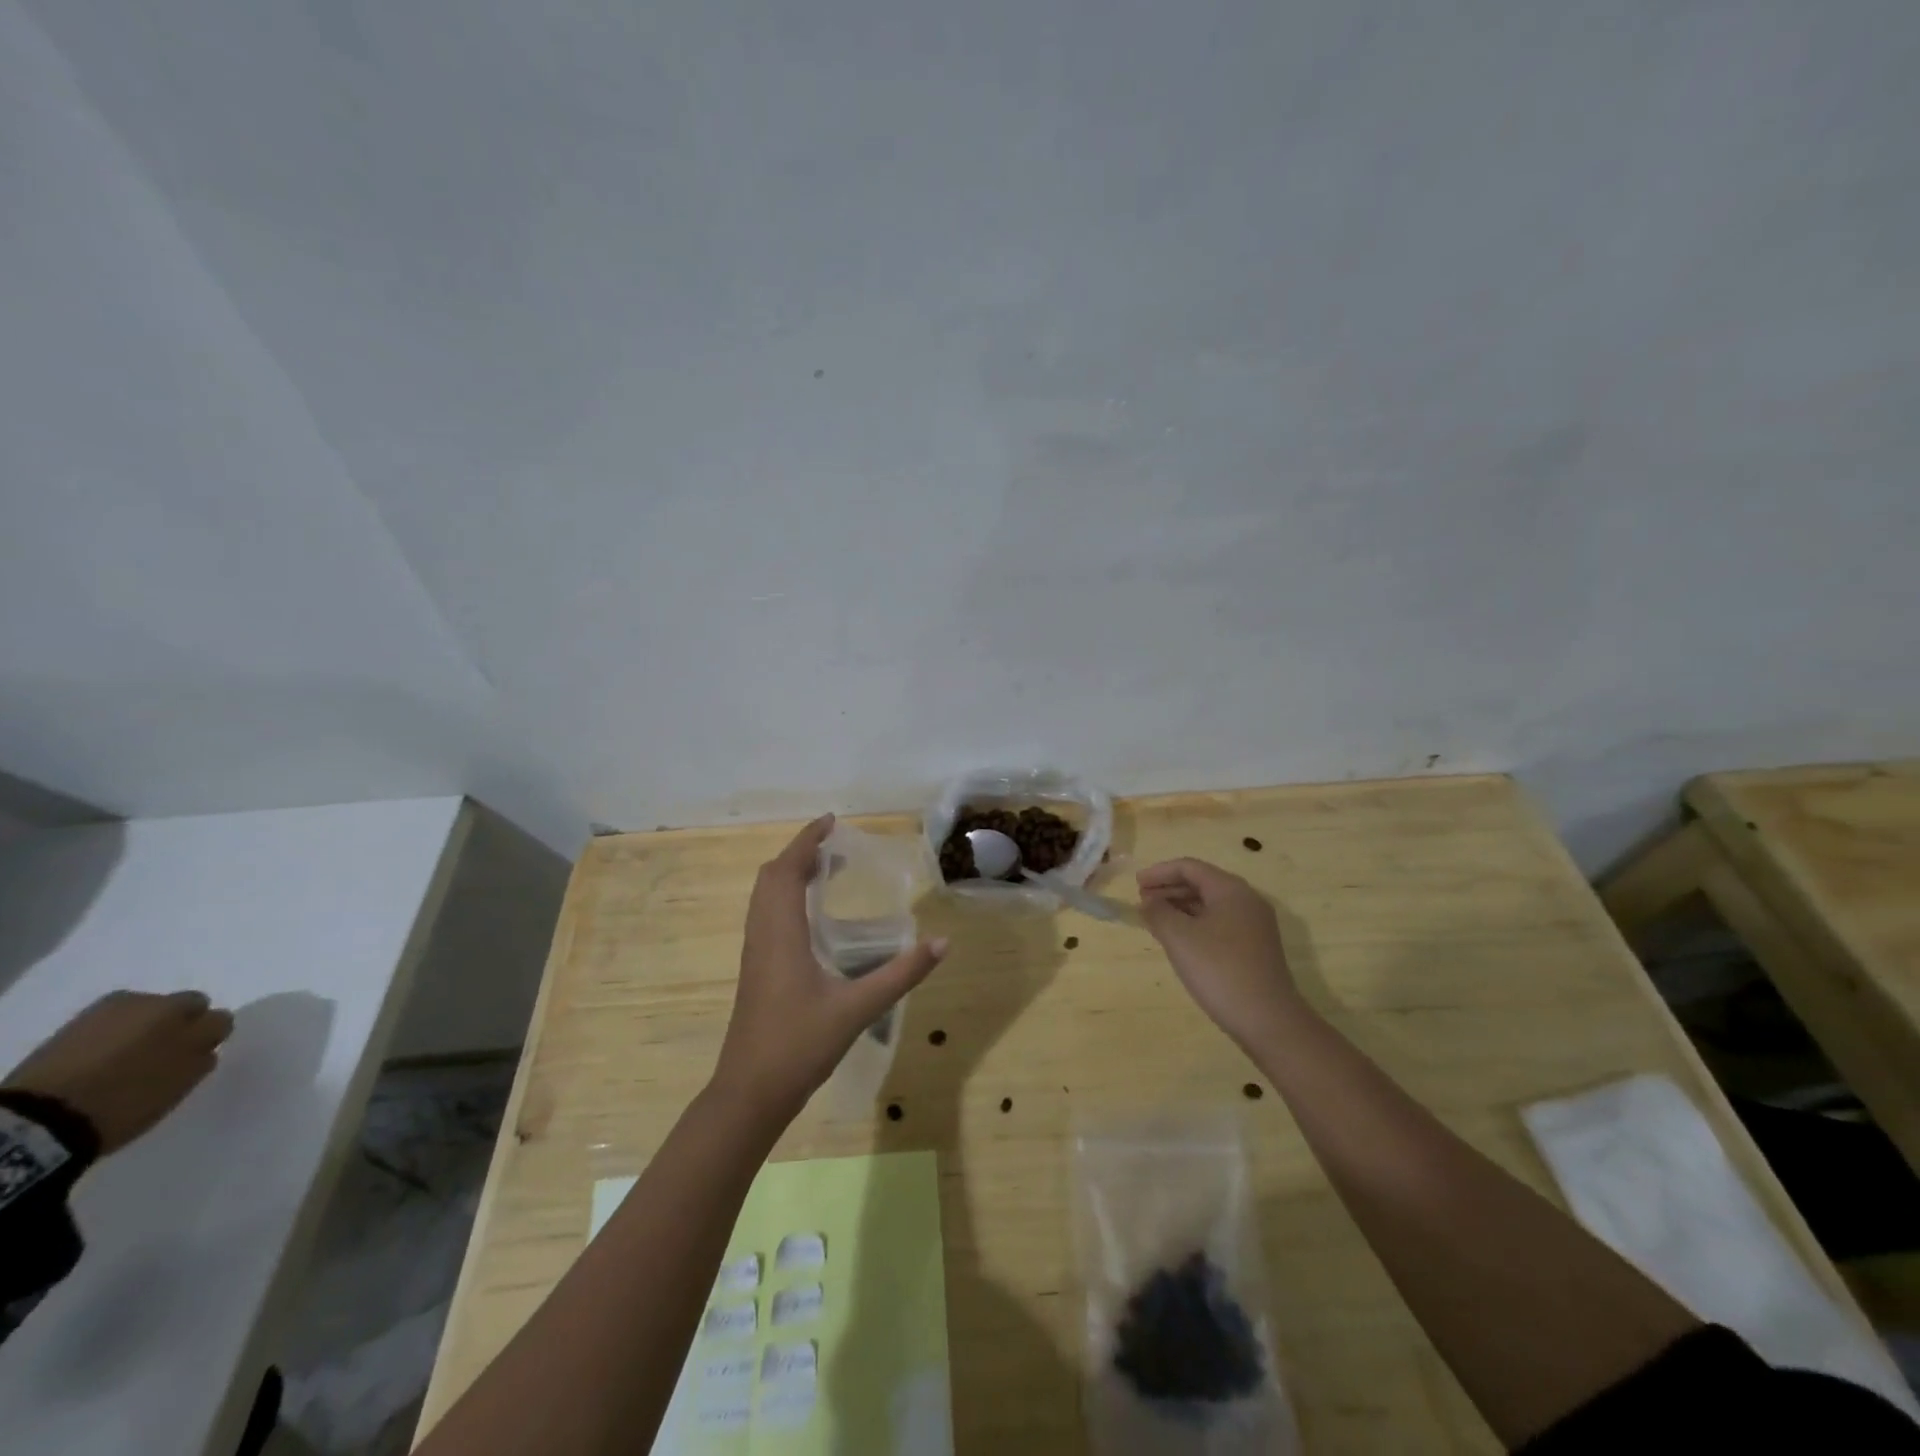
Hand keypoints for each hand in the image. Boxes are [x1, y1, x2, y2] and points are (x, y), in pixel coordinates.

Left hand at [3, 990, 235, 1153]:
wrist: (41, 1118)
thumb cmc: (123, 1105)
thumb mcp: (177, 1087)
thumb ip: (199, 1060)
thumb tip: (205, 1047)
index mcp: (192, 1024)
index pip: (219, 1019)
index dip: (209, 1038)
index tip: (195, 1056)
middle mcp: (164, 1005)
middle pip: (190, 1003)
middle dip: (183, 1022)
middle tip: (164, 1050)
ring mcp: (123, 1007)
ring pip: (152, 1006)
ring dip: (149, 1023)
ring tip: (129, 1052)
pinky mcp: (87, 1014)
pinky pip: (117, 1014)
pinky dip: (117, 1027)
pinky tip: (104, 1051)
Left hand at [711, 816, 948, 1124]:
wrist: (750, 1093)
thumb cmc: (800, 1045)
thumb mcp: (858, 1009)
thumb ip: (901, 974)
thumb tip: (941, 942)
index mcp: (781, 933)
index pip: (786, 870)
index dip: (806, 840)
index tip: (831, 821)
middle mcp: (762, 935)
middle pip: (770, 877)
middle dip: (799, 853)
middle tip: (835, 846)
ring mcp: (754, 953)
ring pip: (764, 897)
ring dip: (789, 874)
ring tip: (825, 871)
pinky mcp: (755, 970)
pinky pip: (765, 915)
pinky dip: (785, 897)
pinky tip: (811, 917)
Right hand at [1138, 858, 1301, 1053]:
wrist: (1268, 1020)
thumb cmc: (1219, 970)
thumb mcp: (1179, 938)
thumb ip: (1158, 912)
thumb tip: (1148, 901)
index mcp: (1231, 890)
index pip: (1190, 867)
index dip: (1159, 872)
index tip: (1135, 885)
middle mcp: (1246, 901)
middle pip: (1201, 883)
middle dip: (1169, 888)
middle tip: (1142, 901)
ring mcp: (1254, 926)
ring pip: (1210, 904)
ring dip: (1180, 906)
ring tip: (1155, 919)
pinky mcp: (1255, 948)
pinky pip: (1218, 923)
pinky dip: (1194, 923)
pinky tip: (1179, 939)